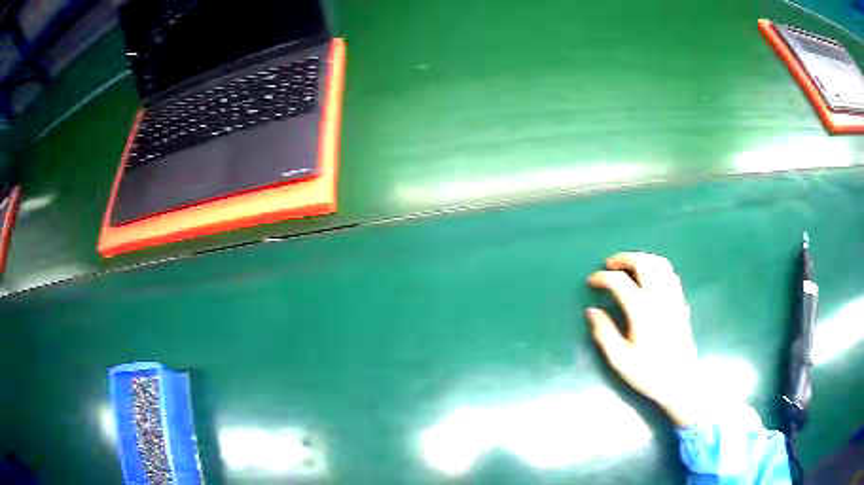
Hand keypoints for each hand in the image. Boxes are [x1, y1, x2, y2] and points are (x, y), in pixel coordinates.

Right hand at [586, 252, 702, 426]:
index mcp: (642, 311)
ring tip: (629, 266)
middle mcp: (659, 298)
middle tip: (610, 264)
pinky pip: (670, 274)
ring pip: (659, 264)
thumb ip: (604, 334)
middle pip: (642, 263)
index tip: (591, 281)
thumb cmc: (648, 373)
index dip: (602, 277)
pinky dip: (657, 267)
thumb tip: (592, 311)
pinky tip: (650, 277)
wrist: (680, 382)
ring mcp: (673, 298)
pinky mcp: (680, 303)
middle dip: (624, 258)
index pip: (619, 282)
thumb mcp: (620, 360)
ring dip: (642, 259)